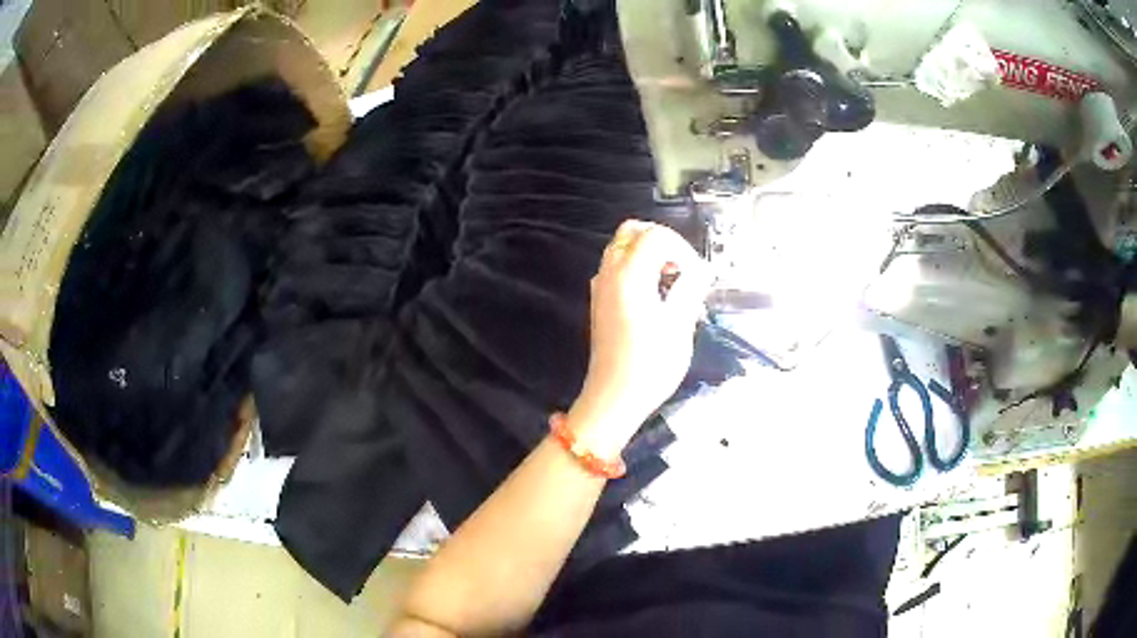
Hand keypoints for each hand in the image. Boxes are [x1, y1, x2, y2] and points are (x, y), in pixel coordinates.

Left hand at [567, 221, 710, 454]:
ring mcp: (600, 287)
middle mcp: (609, 273)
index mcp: (629, 275)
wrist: (613, 398)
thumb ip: (690, 289)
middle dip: (662, 242)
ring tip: (672, 282)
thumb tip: (702, 269)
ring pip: (622, 248)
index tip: (697, 275)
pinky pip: (616, 267)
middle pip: (632, 232)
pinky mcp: (599, 301)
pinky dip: (636, 267)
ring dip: (648, 254)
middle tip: (683, 269)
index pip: (655, 235)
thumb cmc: (649, 365)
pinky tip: (654, 296)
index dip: (682, 249)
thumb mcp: (679, 326)